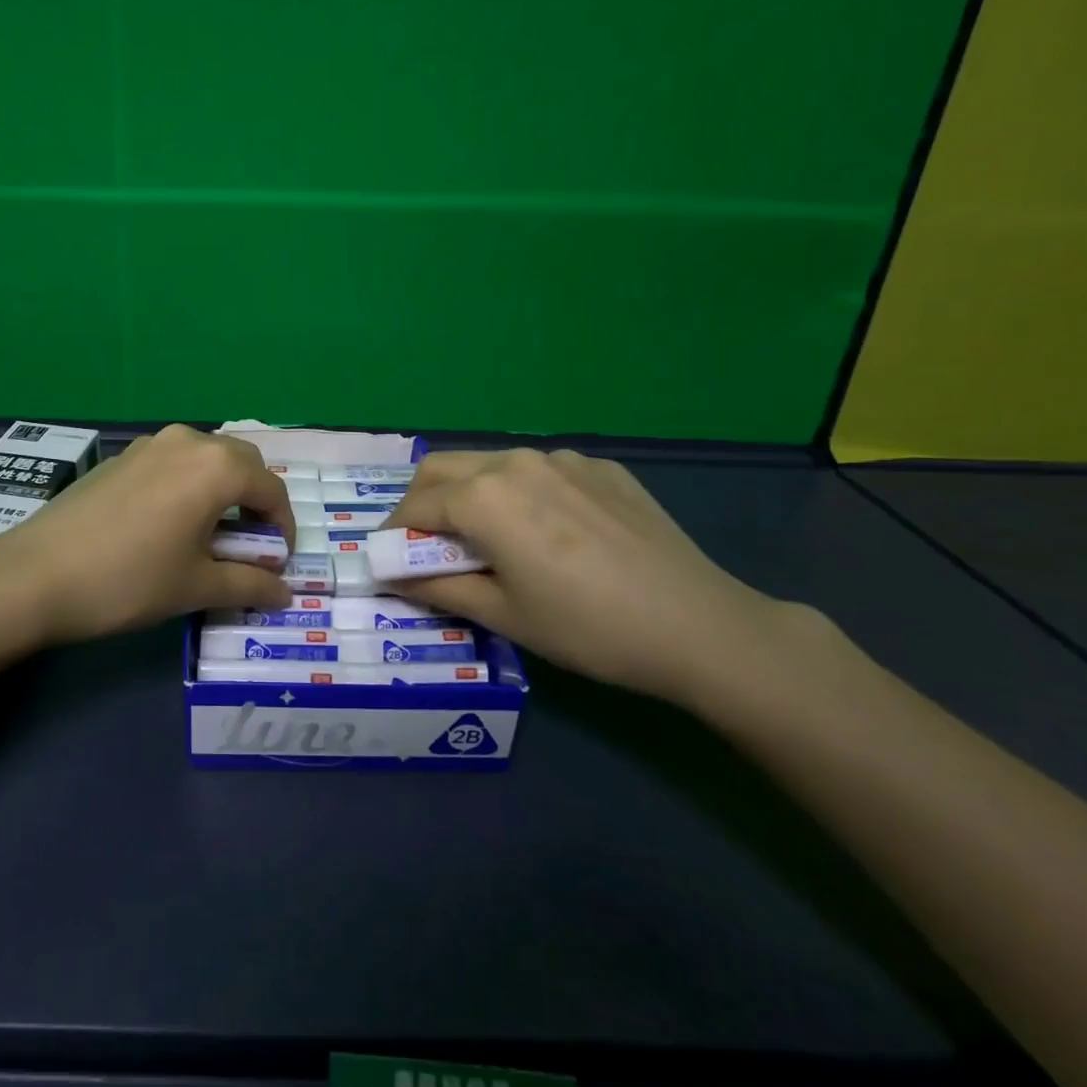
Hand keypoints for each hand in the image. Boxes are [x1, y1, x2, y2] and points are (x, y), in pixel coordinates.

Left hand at [0, 424, 294, 643]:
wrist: (36, 574)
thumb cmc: (129, 580)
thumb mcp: (196, 587)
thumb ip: (250, 585)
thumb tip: (285, 594)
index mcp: (216, 467)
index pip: (271, 490)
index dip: (283, 527)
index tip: (278, 562)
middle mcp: (188, 441)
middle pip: (242, 464)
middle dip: (255, 502)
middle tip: (249, 546)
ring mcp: (151, 443)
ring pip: (206, 458)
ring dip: (222, 491)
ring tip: (210, 535)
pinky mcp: (123, 456)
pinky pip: (174, 462)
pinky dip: (189, 486)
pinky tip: (169, 523)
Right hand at [382, 449, 815, 703]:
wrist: (699, 625)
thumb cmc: (587, 628)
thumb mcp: (504, 615)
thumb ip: (439, 586)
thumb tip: (395, 576)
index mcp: (484, 497)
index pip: (414, 507)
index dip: (392, 533)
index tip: (387, 558)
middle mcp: (515, 462)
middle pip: (442, 469)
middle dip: (420, 502)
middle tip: (423, 542)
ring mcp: (562, 458)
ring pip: (490, 464)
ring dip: (469, 493)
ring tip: (486, 537)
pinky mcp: (600, 466)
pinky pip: (540, 471)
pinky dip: (521, 494)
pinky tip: (549, 532)